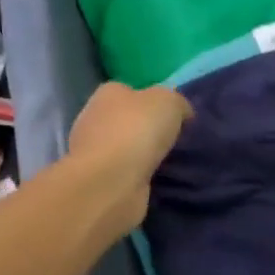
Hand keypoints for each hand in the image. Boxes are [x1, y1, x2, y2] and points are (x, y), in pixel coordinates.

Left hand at [67, 83, 191, 232]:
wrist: (110, 182)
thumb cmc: (137, 130)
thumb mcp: (170, 102)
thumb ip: (177, 102)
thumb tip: (181, 113)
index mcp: (108, 93)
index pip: (131, 91)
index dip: (153, 101)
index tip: (175, 116)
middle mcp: (95, 119)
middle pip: (127, 120)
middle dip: (148, 130)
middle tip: (177, 141)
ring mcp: (93, 152)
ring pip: (127, 149)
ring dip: (145, 156)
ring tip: (173, 163)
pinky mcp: (99, 181)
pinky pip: (127, 173)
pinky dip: (140, 177)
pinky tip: (159, 181)